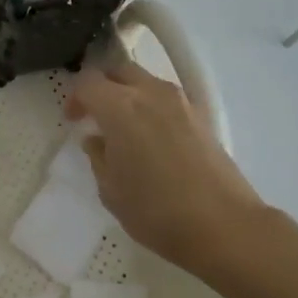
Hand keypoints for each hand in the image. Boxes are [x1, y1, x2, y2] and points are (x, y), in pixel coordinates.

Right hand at [66, 63, 267, 274]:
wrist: (223, 226)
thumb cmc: (156, 210)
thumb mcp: (110, 190)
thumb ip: (98, 156)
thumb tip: (97, 139)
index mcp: (120, 107)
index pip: (88, 82)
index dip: (75, 98)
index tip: (73, 120)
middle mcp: (150, 93)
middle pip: (119, 71)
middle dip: (102, 87)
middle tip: (95, 115)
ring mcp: (180, 102)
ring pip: (145, 82)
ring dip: (129, 96)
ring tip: (124, 129)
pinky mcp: (201, 116)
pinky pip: (166, 100)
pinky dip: (152, 108)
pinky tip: (152, 139)